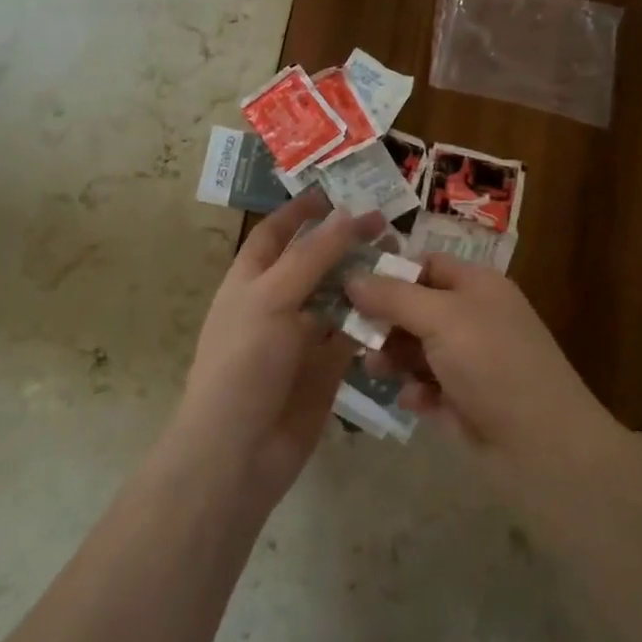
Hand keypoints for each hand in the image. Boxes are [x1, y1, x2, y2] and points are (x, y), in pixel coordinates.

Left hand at [176, 189, 387, 503]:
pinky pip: (354, 335)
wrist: (239, 450)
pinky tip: (401, 306)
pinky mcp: (327, 368)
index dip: (301, 212)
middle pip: (315, 262)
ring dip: (365, 279)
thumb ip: (312, 256)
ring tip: (401, 259)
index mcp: (251, 280)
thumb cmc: (245, 362)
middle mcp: (277, 303)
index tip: (337, 192)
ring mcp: (303, 337)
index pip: (276, 234)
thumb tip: (345, 214)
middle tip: (388, 226)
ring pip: (339, 297)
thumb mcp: (273, 297)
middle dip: (345, 243)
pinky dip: (374, 320)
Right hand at [346, 255, 630, 496]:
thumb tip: (351, 277)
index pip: (426, 265)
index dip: (390, 272)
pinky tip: (412, 401)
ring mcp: (470, 361)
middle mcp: (474, 318)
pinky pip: (427, 386)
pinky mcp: (465, 400)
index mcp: (477, 285)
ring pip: (417, 349)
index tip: (349, 286)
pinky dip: (416, 390)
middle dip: (384, 320)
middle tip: (352, 334)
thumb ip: (393, 296)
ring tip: (376, 370)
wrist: (544, 447)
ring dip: (393, 357)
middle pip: (415, 307)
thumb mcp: (441, 318)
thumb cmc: (493, 364)